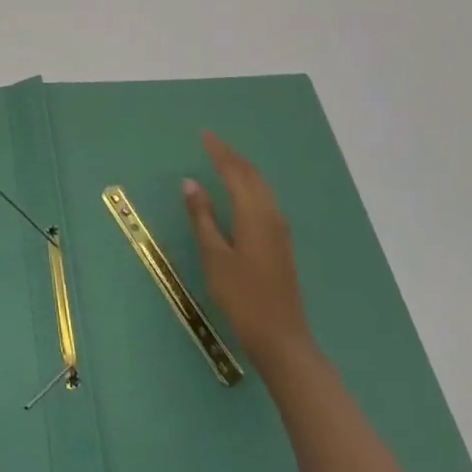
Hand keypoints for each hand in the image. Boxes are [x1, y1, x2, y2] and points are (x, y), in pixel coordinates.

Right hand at [184, 131, 314, 373]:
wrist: (281, 337)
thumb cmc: (241, 295)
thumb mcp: (214, 255)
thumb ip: (202, 216)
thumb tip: (190, 182)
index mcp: (254, 213)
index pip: (234, 171)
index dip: (218, 152)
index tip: (203, 134)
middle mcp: (271, 214)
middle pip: (251, 175)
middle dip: (231, 156)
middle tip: (211, 142)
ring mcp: (279, 229)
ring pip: (261, 187)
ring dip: (242, 169)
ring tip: (223, 159)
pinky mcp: (280, 242)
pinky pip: (264, 199)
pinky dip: (249, 185)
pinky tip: (241, 191)